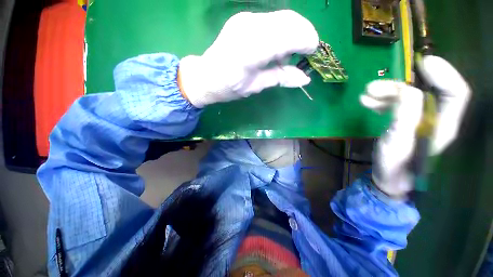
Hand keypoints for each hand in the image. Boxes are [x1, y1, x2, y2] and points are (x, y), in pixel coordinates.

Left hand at [179, 10, 318, 107]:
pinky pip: (272, 20)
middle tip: (303, 55)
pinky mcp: (244, 18)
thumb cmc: (229, 87)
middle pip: (289, 20)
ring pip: (282, 18)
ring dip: (293, 34)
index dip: (307, 41)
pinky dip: (282, 32)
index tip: (312, 54)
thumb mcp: (256, 86)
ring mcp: (245, 19)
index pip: (289, 35)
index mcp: (251, 50)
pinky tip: (275, 49)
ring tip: (286, 57)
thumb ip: (280, 78)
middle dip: (304, 34)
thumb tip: (305, 79)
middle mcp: (249, 27)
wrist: (206, 76)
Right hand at [361, 55, 470, 198]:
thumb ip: (405, 116)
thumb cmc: (395, 164)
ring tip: (365, 94)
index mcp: (443, 124)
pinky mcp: (405, 120)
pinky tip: (366, 102)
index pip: (455, 93)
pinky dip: (382, 100)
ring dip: (386, 92)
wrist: (388, 176)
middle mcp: (435, 117)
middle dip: (400, 84)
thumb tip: (408, 90)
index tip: (423, 62)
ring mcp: (419, 118)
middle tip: (373, 87)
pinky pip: (396, 103)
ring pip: (408, 95)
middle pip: (425, 91)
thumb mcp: (398, 142)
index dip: (443, 74)